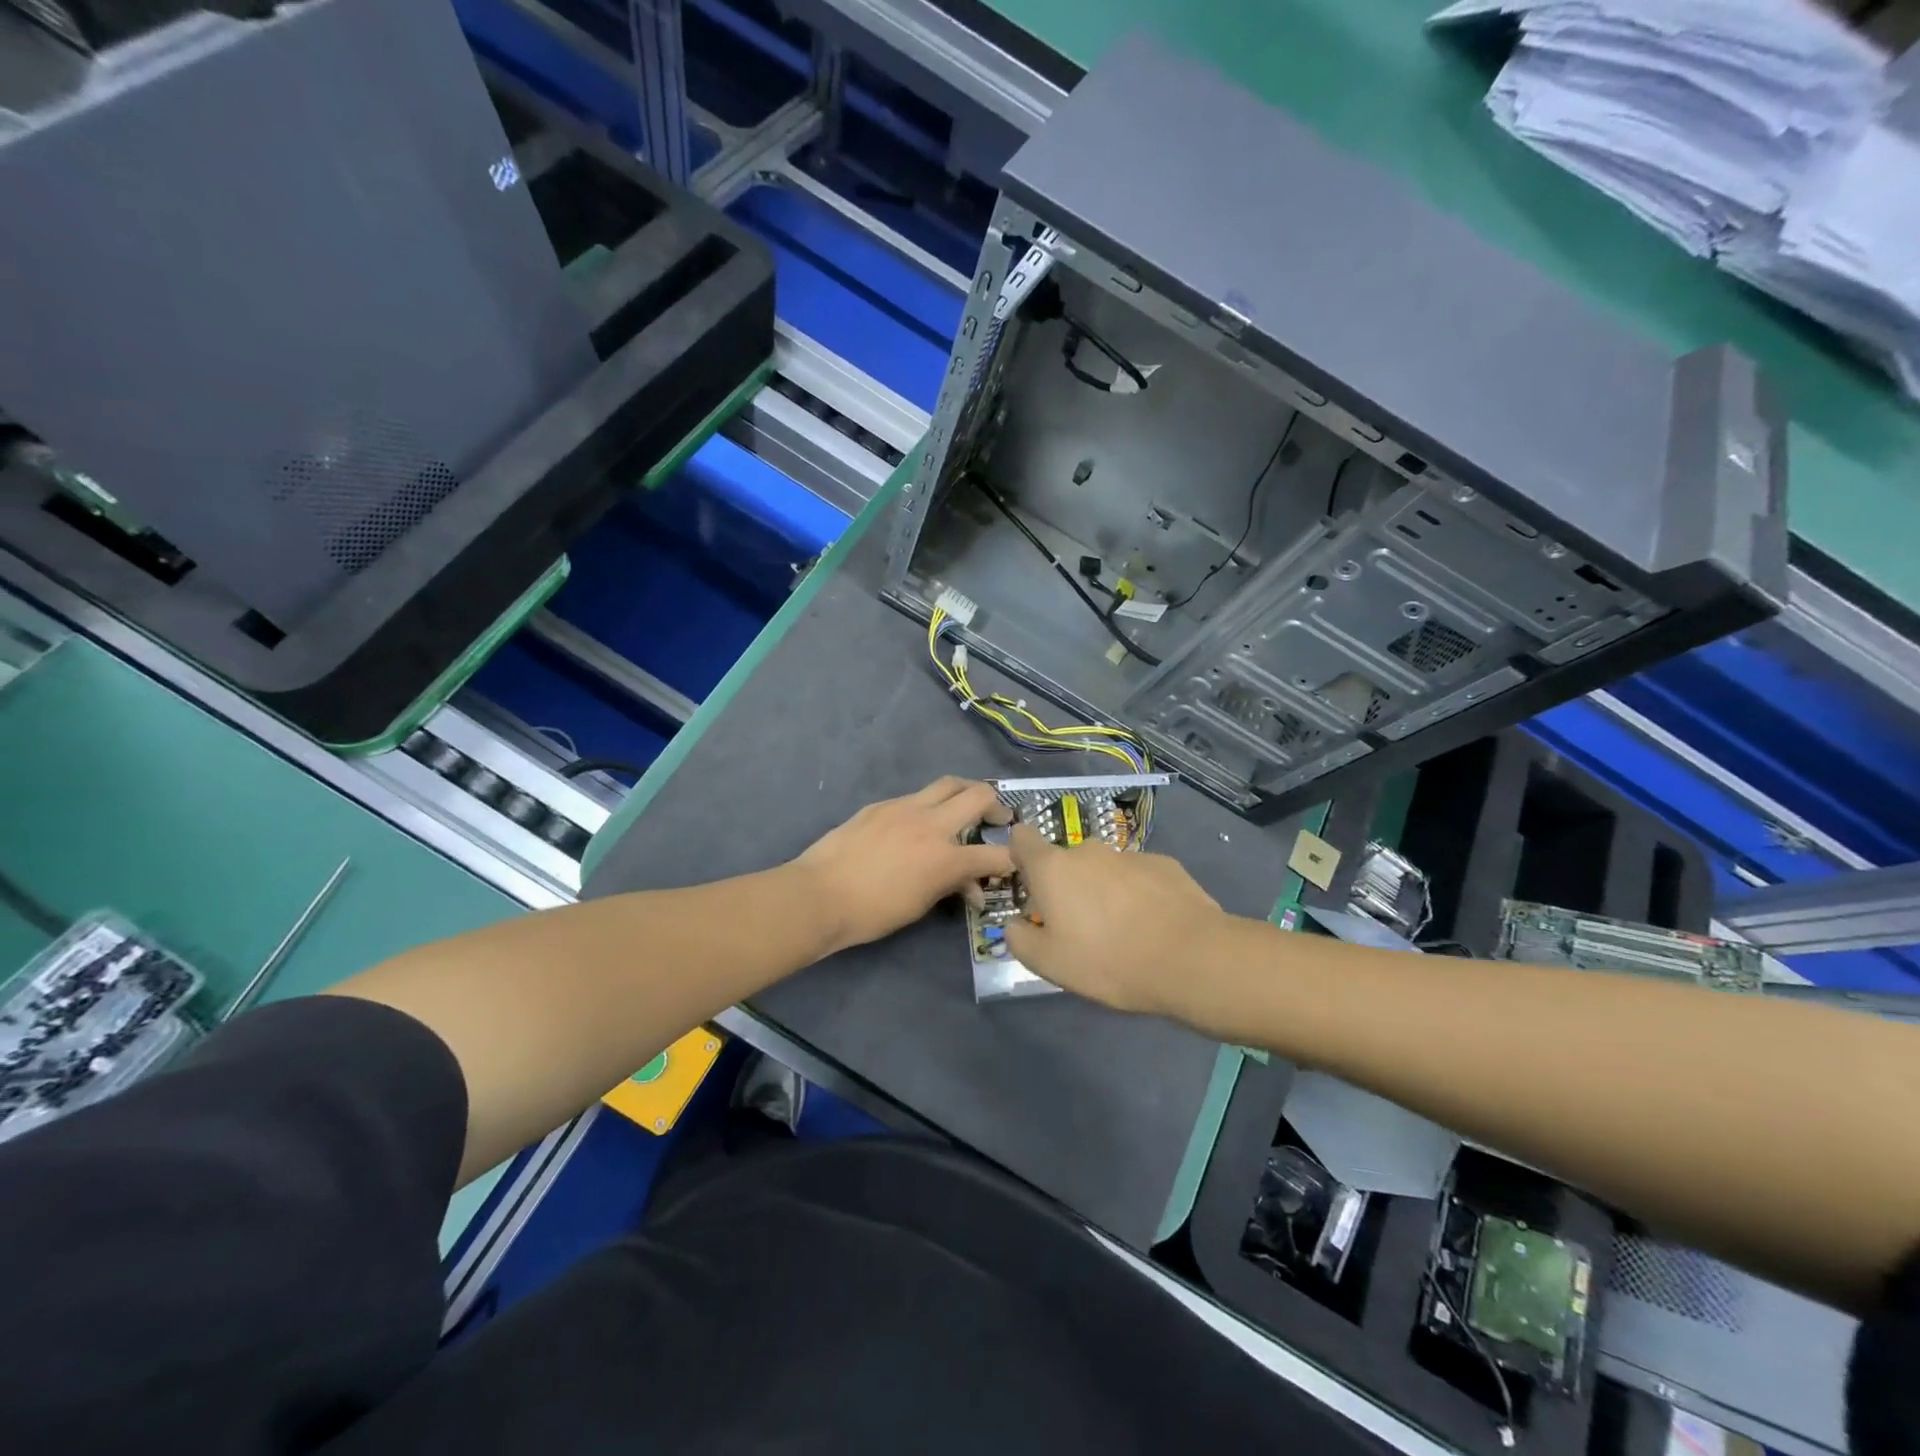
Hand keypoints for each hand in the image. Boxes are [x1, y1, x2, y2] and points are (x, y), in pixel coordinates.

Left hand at [796, 777, 1013, 953]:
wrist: (819, 895)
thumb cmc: (871, 913)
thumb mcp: (919, 906)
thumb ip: (950, 888)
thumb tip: (971, 887)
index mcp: (945, 858)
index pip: (995, 855)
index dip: (1012, 860)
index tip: (1016, 862)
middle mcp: (931, 824)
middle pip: (978, 795)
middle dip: (996, 805)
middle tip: (998, 819)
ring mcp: (905, 808)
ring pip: (948, 784)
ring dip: (965, 792)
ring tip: (967, 805)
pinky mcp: (882, 805)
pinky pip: (916, 796)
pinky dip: (930, 805)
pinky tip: (921, 822)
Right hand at [1002, 824, 1227, 1015]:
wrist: (1191, 958)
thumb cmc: (1109, 961)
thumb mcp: (1049, 964)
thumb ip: (1020, 939)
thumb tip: (1015, 923)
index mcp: (1053, 868)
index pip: (1022, 838)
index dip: (1020, 857)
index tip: (1030, 887)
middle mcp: (1088, 851)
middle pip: (1065, 861)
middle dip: (1066, 887)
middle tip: (1079, 928)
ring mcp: (1129, 855)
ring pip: (1104, 870)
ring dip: (1103, 892)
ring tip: (1122, 933)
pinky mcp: (1165, 864)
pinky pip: (1138, 877)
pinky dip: (1138, 895)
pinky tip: (1153, 927)